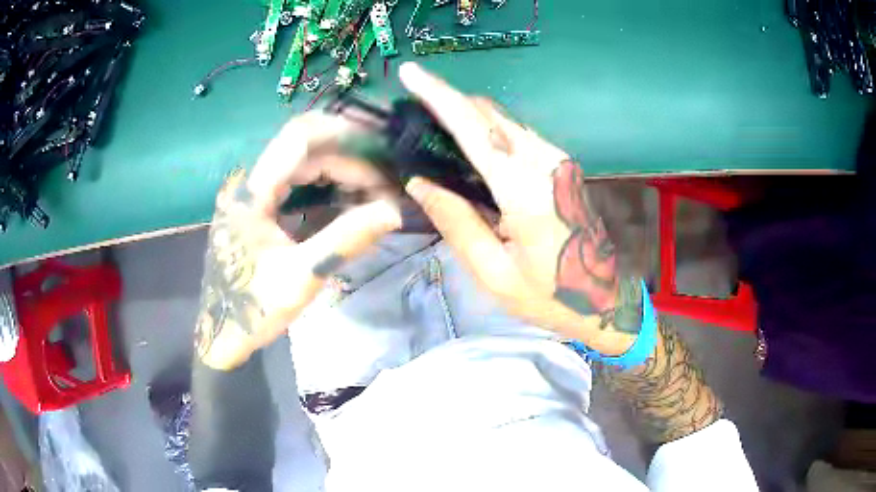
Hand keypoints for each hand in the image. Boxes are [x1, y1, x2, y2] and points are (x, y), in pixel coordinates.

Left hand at [195, 112, 401, 370]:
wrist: (223, 331)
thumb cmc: (255, 307)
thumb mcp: (302, 277)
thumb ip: (346, 239)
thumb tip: (394, 211)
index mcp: (251, 193)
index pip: (300, 138)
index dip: (344, 136)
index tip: (382, 152)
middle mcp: (249, 181)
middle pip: (306, 147)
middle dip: (349, 159)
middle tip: (384, 185)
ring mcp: (251, 191)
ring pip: (303, 160)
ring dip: (340, 169)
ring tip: (374, 191)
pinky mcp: (257, 202)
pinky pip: (297, 179)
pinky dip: (326, 183)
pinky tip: (349, 199)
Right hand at [399, 63, 642, 355]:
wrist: (602, 300)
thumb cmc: (548, 296)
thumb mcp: (493, 272)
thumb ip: (456, 222)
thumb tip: (420, 183)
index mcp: (526, 190)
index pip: (474, 128)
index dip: (439, 95)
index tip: (411, 73)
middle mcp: (546, 162)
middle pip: (490, 115)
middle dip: (450, 102)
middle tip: (413, 110)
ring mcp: (559, 161)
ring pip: (505, 121)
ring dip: (469, 116)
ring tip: (434, 128)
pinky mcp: (562, 166)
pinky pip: (517, 135)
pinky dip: (488, 132)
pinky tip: (470, 148)